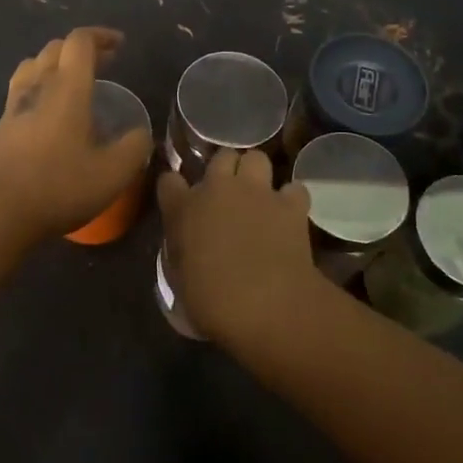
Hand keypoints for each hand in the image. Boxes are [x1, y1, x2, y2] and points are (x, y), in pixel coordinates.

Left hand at [0, 28, 153, 245]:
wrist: (0, 214)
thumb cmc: (60, 187)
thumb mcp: (113, 173)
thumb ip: (134, 147)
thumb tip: (141, 134)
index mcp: (67, 90)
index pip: (79, 42)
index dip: (101, 36)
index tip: (120, 45)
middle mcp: (37, 88)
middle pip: (55, 48)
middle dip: (81, 48)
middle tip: (105, 62)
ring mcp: (14, 107)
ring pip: (32, 66)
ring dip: (55, 63)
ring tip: (73, 80)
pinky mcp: (0, 127)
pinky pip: (21, 89)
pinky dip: (39, 86)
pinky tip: (50, 111)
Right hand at [156, 149, 323, 339]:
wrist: (265, 305)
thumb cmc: (212, 302)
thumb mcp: (181, 280)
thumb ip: (182, 253)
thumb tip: (189, 250)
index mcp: (184, 209)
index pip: (169, 181)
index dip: (175, 189)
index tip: (180, 201)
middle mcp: (218, 189)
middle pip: (220, 156)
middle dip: (224, 169)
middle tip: (227, 194)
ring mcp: (257, 192)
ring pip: (256, 158)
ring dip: (256, 173)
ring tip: (258, 195)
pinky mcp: (290, 204)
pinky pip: (293, 188)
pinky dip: (291, 199)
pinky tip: (289, 214)